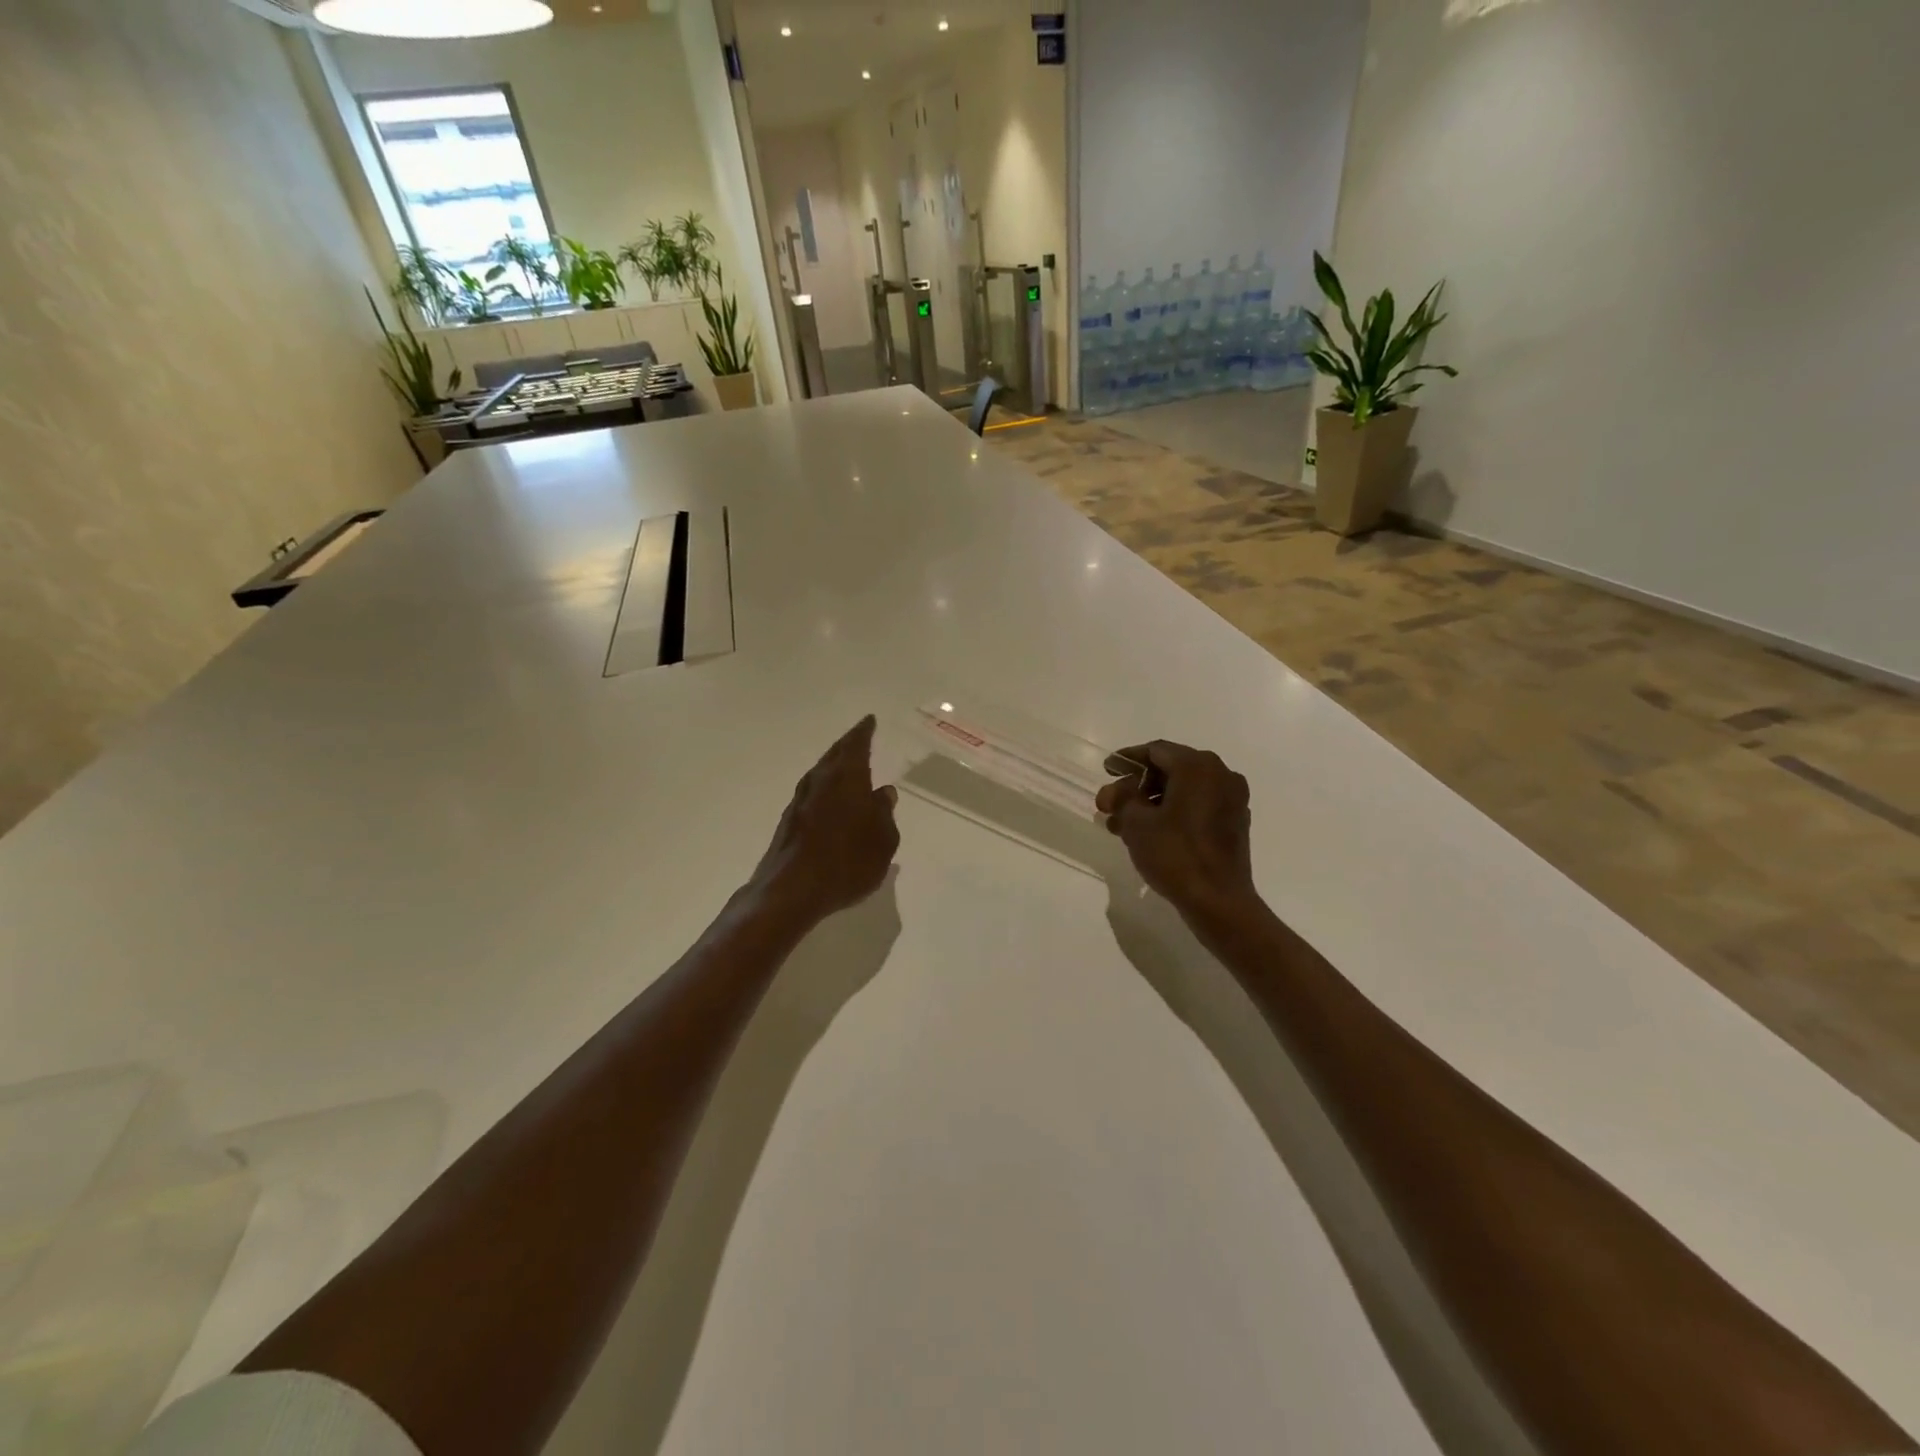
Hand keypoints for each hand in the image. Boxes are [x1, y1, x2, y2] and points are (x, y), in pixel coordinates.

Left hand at [749, 716, 899, 925]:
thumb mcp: (883, 841)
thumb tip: (884, 793)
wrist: (791, 890)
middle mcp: (820, 781)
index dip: (864, 732)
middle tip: (859, 737)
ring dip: (834, 768)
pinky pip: (812, 795)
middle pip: (835, 755)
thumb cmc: (847, 862)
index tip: (869, 721)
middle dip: (848, 745)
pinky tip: (831, 803)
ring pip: (820, 774)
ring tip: (847, 768)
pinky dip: (824, 791)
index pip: (857, 745)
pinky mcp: (788, 822)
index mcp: (847, 778)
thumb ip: (885, 814)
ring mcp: (800, 801)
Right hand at [1096, 741, 1259, 924]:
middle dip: (1137, 786)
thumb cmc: (1175, 854)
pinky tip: (1150, 832)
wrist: (1218, 900)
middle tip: (1111, 804)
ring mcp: (1232, 799)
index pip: (1156, 751)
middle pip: (1170, 769)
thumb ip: (1121, 798)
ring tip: (1123, 825)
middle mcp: (1220, 774)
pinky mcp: (1235, 822)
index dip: (1127, 759)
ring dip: (1152, 802)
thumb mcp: (1137, 823)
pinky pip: (1198, 806)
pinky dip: (1174, 812)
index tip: (1107, 770)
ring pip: (1183, 790)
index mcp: (1197, 766)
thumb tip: (1114, 791)